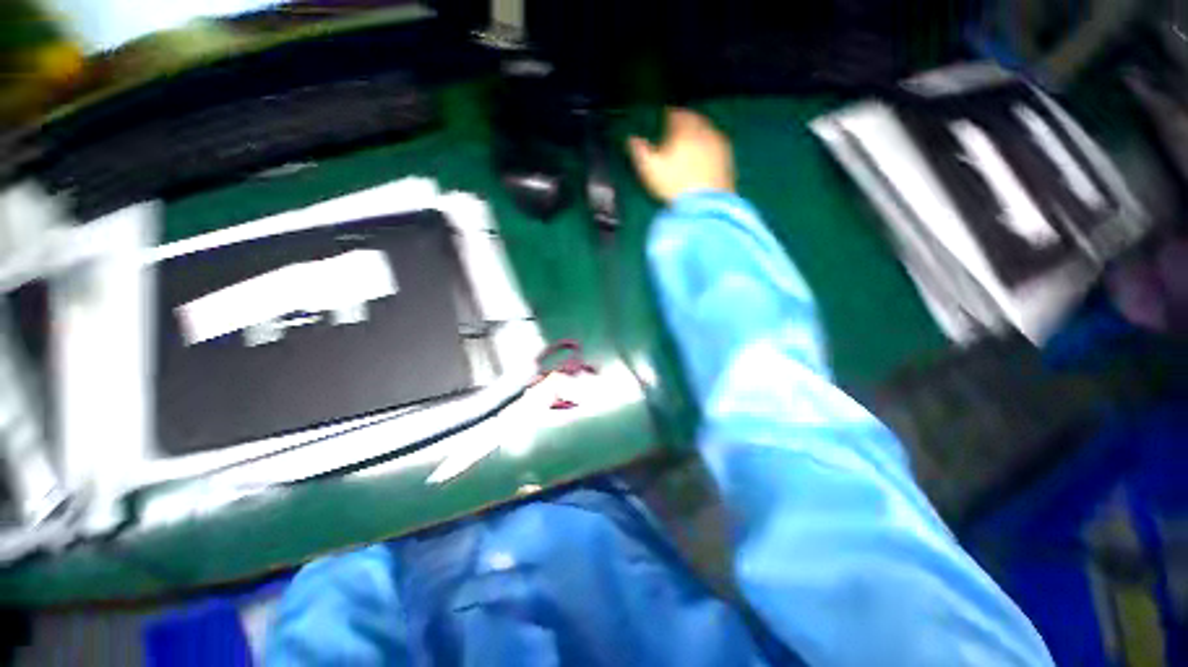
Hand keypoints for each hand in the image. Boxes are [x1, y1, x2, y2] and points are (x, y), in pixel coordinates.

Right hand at [627, 108, 734, 203]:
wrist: (706, 206)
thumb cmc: (673, 185)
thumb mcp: (649, 169)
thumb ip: (640, 151)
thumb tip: (631, 139)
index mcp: (684, 128)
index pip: (676, 113)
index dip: (669, 115)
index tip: (665, 118)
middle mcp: (705, 130)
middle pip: (695, 120)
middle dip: (686, 122)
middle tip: (678, 130)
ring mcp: (720, 145)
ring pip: (708, 132)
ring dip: (700, 135)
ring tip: (691, 145)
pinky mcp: (729, 161)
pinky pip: (718, 147)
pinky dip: (710, 149)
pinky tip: (705, 160)